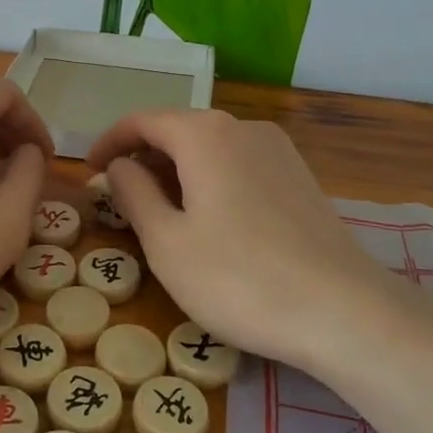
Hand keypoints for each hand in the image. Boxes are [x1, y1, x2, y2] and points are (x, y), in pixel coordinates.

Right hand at [88, 109, 392, 368]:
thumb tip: (120, 166)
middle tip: (119, 197)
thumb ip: (134, 194)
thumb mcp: (166, 242)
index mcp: (203, 134)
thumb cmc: (239, 278)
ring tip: (160, 212)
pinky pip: (239, 164)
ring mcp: (277, 149)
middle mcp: (242, 127)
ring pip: (210, 148)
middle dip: (143, 157)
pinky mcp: (300, 176)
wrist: (344, 311)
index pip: (142, 120)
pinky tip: (209, 220)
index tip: (88, 172)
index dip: (109, 142)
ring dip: (177, 170)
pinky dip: (210, 180)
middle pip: (178, 130)